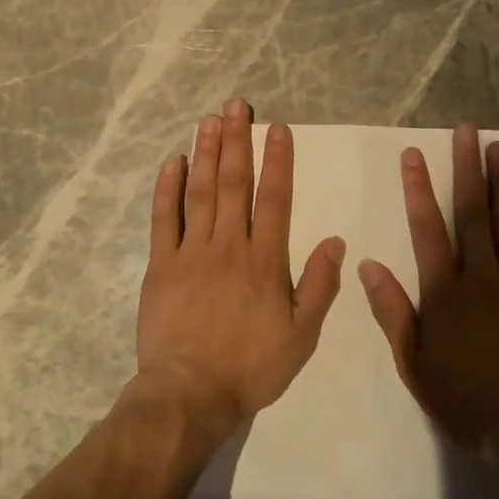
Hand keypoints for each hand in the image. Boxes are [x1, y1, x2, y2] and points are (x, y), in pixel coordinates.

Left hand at [135, 99, 345, 432]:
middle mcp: (229, 245)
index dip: (277, 160)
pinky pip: (165, 219)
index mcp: (265, 260)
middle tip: (236, 105)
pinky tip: (173, 162)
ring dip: (206, 153)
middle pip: (235, 183)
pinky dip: (168, 189)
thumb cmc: (251, 367)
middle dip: (237, 140)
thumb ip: (319, 286)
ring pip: (201, 192)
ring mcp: (192, 252)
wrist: (190, 393)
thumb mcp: (301, 335)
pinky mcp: (162, 264)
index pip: (275, 199)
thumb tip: (336, 242)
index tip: (276, 127)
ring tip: (209, 120)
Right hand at [359, 124, 498, 447]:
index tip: (414, 154)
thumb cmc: (463, 398)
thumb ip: (392, 310)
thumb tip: (368, 264)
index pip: (428, 229)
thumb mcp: (413, 362)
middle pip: (474, 213)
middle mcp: (483, 276)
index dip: (419, 189)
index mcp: (445, 291)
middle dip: (468, 169)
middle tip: (468, 130)